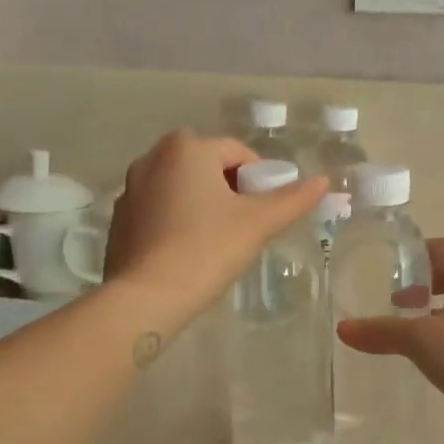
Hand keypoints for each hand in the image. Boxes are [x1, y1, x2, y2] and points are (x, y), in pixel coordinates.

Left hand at [104, 130, 326, 324]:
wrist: (147, 296)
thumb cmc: (207, 249)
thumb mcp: (258, 223)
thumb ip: (292, 200)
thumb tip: (324, 181)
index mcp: (186, 147)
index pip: (238, 153)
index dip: (260, 180)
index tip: (267, 212)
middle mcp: (153, 157)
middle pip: (208, 167)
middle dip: (231, 191)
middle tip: (246, 227)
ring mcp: (131, 188)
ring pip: (182, 188)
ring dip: (204, 204)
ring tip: (217, 241)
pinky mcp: (120, 218)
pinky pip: (160, 209)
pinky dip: (178, 221)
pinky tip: (188, 251)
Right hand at [338, 238, 443, 443]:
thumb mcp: (422, 341)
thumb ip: (382, 332)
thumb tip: (342, 328)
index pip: (440, 247)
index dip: (412, 254)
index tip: (385, 268)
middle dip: (420, 284)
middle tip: (392, 301)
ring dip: (434, 311)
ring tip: (407, 330)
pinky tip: (432, 357)